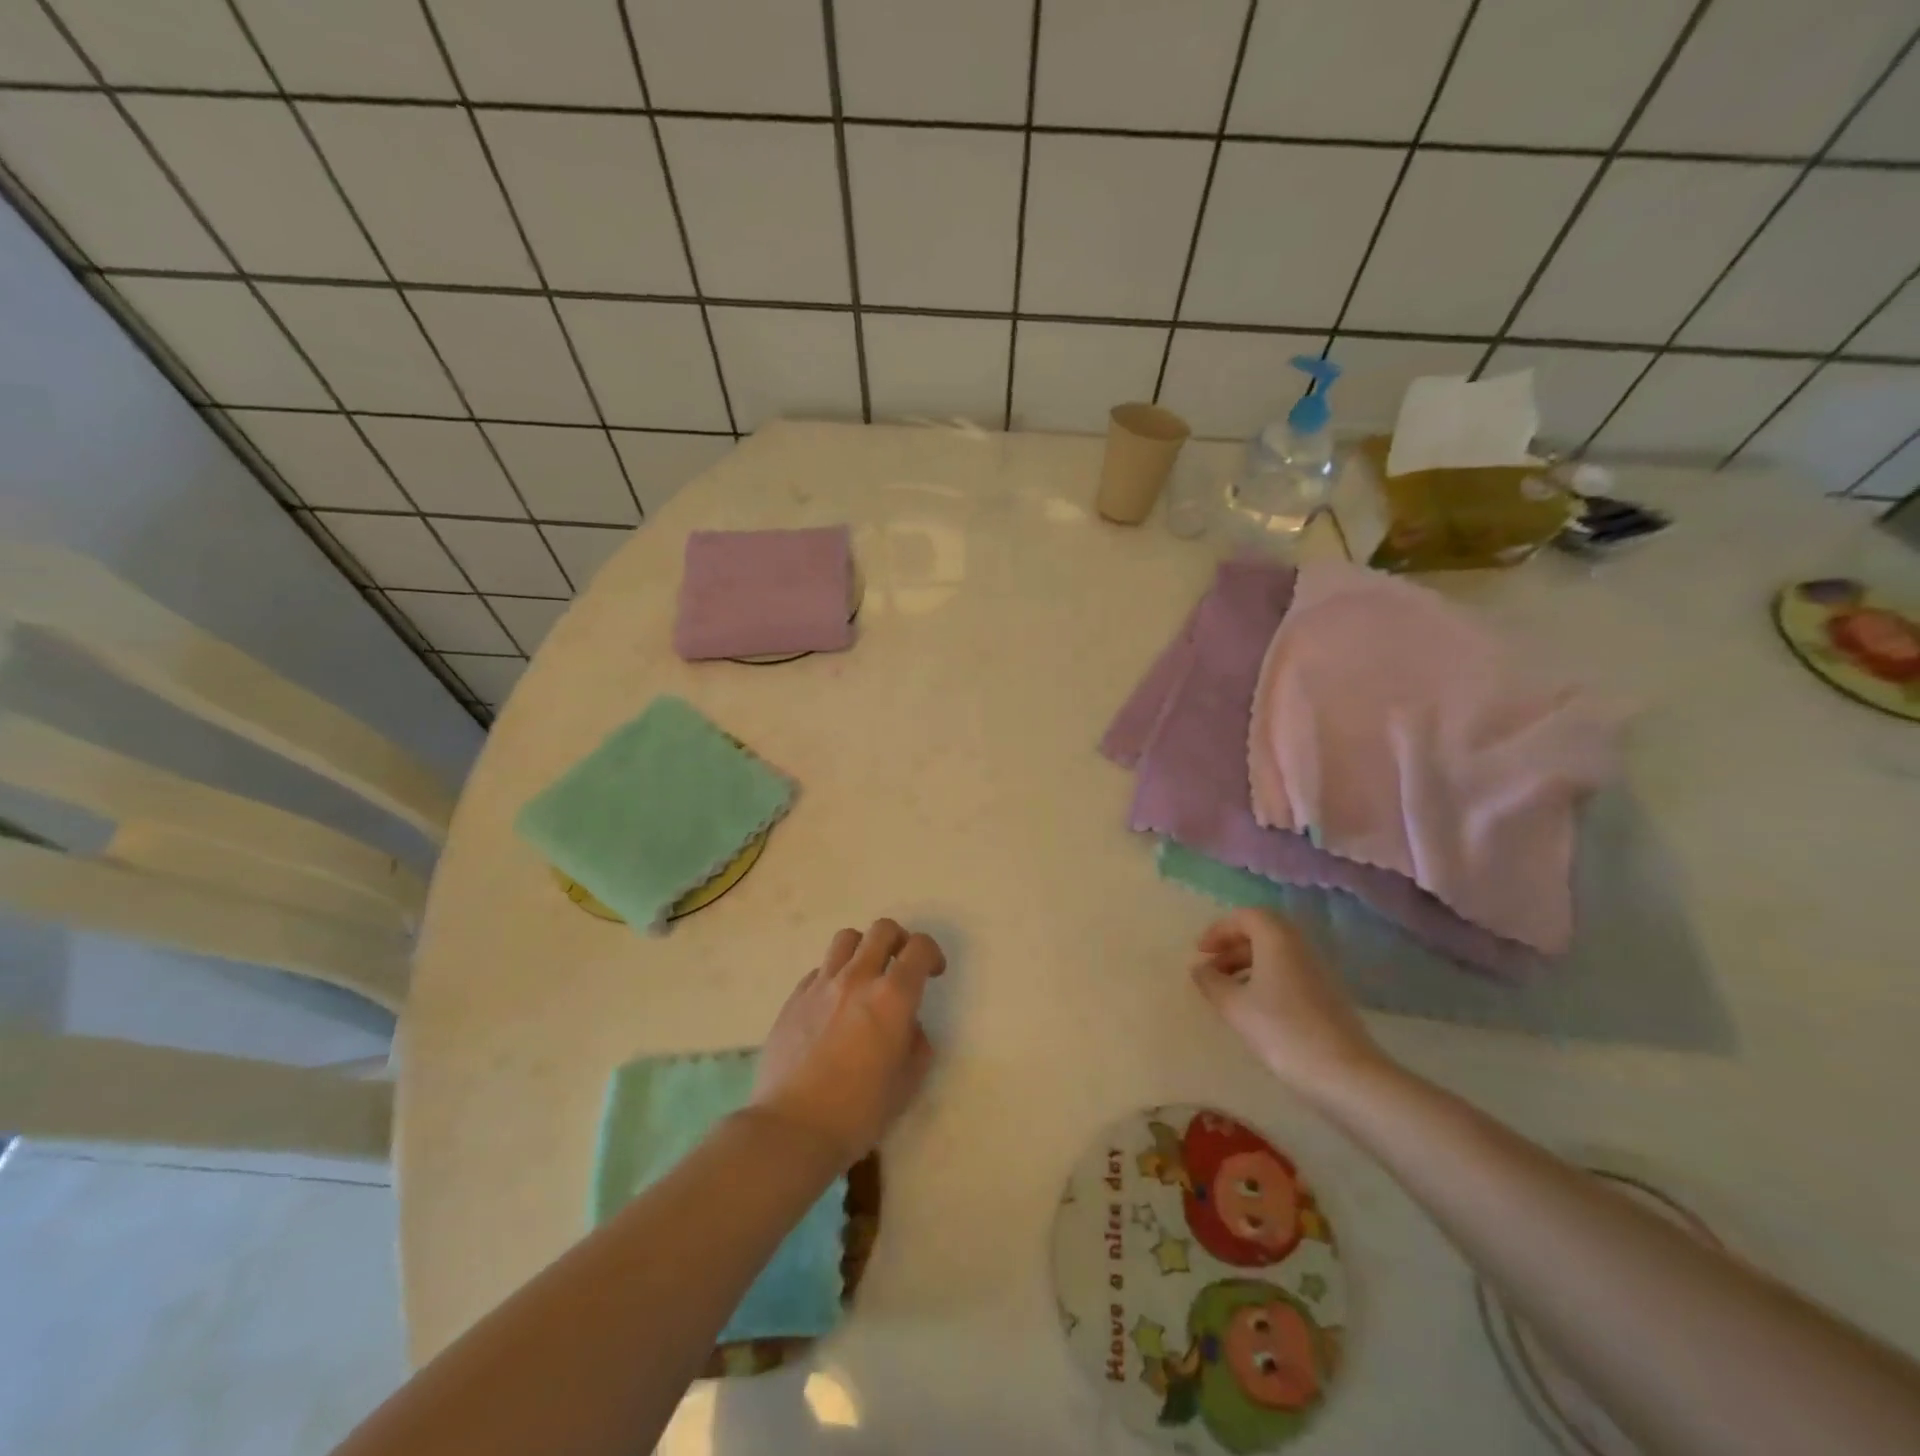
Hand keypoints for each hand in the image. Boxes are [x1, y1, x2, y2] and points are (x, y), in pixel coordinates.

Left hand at [749, 919, 945, 1169]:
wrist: (792, 1128)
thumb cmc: (858, 1111)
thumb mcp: (907, 1084)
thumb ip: (917, 1045)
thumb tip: (909, 1026)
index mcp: (892, 997)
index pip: (918, 947)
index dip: (931, 953)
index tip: (933, 973)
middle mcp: (857, 978)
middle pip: (882, 930)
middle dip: (899, 940)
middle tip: (901, 966)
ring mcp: (821, 985)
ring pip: (846, 939)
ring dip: (863, 949)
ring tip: (865, 976)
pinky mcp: (794, 998)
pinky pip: (819, 969)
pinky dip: (833, 976)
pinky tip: (833, 1006)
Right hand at [1190, 908, 1386, 1102]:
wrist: (1346, 1074)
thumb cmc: (1282, 1031)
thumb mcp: (1235, 1006)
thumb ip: (1211, 982)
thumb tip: (1199, 968)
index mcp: (1277, 939)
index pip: (1246, 916)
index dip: (1219, 929)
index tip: (1200, 951)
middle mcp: (1300, 947)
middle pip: (1263, 932)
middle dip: (1233, 946)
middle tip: (1211, 968)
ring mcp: (1318, 971)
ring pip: (1277, 954)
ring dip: (1248, 963)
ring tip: (1227, 990)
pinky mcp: (1327, 995)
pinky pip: (1289, 972)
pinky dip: (1266, 978)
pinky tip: (1255, 1008)